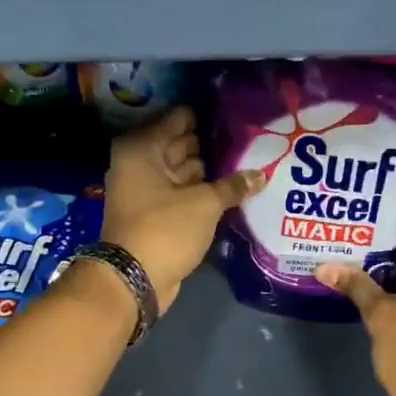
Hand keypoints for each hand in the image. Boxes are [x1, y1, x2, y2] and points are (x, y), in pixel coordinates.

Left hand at [102, 107, 262, 312]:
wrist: (134, 280)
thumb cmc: (164, 229)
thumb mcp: (204, 204)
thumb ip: (233, 186)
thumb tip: (262, 174)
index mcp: (142, 149)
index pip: (178, 120)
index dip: (207, 117)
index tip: (237, 116)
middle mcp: (140, 164)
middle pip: (181, 145)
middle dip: (212, 145)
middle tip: (251, 140)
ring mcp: (146, 191)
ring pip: (184, 173)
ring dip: (210, 172)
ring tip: (249, 163)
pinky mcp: (156, 215)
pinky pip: (183, 195)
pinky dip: (202, 193)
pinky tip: (233, 190)